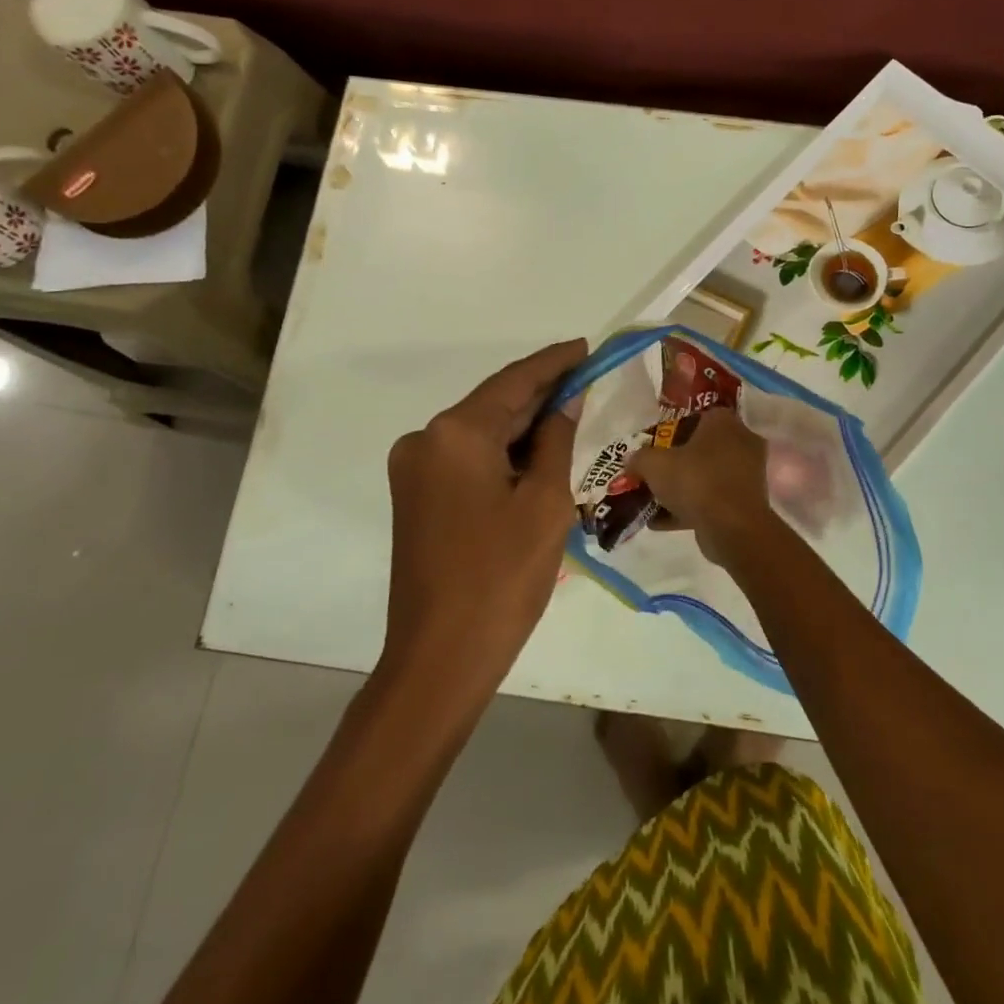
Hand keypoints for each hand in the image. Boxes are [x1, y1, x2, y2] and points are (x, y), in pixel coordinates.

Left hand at [382, 338, 585, 704]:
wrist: (440, 657)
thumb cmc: (502, 577)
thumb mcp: (545, 503)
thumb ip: (556, 440)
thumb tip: (565, 402)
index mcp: (455, 433)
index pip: (514, 382)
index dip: (554, 362)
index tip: (586, 347)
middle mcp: (425, 439)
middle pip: (494, 404)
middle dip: (541, 395)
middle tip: (588, 380)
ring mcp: (414, 469)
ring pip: (481, 433)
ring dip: (524, 426)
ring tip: (573, 414)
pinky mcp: (416, 496)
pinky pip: (467, 459)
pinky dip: (503, 453)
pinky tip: (538, 454)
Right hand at [626, 407, 780, 566]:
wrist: (732, 527)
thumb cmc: (695, 481)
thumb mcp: (654, 464)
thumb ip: (639, 458)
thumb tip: (631, 460)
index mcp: (723, 422)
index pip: (696, 416)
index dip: (671, 430)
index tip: (653, 445)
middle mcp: (741, 442)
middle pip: (700, 448)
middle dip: (675, 462)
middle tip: (651, 473)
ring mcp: (746, 474)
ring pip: (706, 476)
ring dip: (680, 489)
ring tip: (651, 501)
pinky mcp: (745, 503)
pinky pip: (712, 500)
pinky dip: (688, 509)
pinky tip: (659, 522)